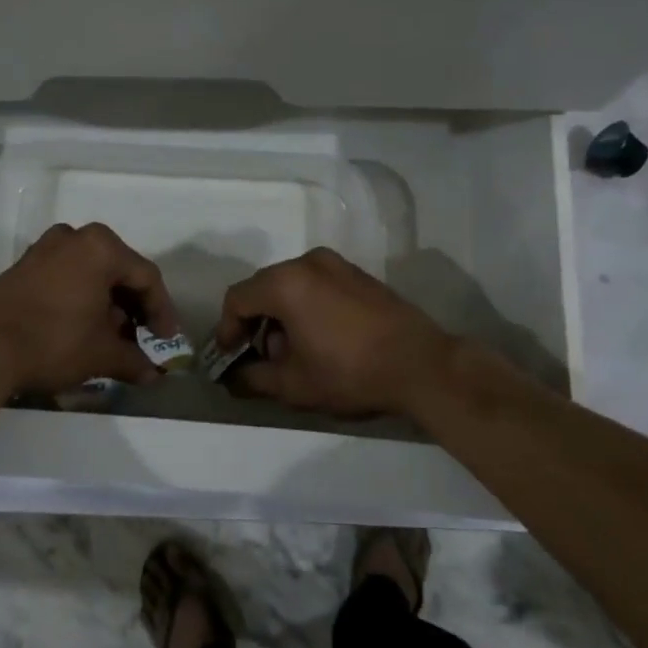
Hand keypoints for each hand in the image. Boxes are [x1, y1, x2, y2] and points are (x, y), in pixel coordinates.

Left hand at [0, 223, 179, 398]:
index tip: (167, 341)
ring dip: (107, 304)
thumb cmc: (53, 341)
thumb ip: (133, 360)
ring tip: (113, 338)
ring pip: (92, 273)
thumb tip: (153, 375)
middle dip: (133, 307)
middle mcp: (75, 237)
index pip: (146, 277)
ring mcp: (46, 248)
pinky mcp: (25, 265)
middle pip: (118, 271)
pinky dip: (82, 298)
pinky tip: (84, 327)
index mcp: (101, 247)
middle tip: (142, 338)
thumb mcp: (101, 354)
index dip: (162, 311)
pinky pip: (67, 276)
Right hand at [213, 248, 458, 419]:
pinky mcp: (358, 274)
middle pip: (263, 287)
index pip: (237, 298)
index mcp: (285, 283)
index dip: (227, 329)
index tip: (230, 357)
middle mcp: (307, 262)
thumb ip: (254, 378)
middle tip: (260, 357)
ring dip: (281, 314)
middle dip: (255, 322)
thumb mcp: (294, 385)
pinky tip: (320, 338)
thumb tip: (232, 377)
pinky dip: (306, 305)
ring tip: (293, 352)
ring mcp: (336, 264)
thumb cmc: (350, 372)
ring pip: (291, 285)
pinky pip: (316, 284)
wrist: (421, 364)